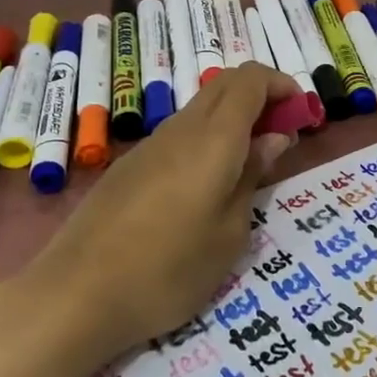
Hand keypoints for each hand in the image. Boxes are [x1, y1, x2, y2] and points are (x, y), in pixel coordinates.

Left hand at [0, 63, 301, 376]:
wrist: (74, 296)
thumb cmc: (167, 272)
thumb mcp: (229, 234)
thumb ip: (252, 177)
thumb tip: (273, 139)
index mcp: (213, 138)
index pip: (251, 79)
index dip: (282, 84)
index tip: (302, 112)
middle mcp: (180, 128)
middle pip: (225, 84)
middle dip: (261, 96)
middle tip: (282, 135)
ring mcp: (150, 145)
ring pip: (201, 108)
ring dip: (233, 118)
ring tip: (250, 163)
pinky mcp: (129, 165)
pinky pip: (179, 132)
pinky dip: (207, 137)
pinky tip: (206, 183)